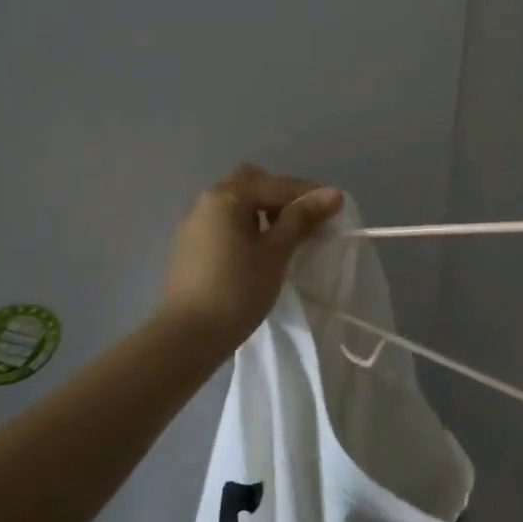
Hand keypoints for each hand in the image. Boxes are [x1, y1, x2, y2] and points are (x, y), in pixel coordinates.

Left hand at [161, 166, 343, 343]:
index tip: (335, 209)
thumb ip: (302, 218)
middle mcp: (207, 202)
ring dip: (264, 213)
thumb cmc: (237, 290)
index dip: (309, 194)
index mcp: (227, 197)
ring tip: (287, 239)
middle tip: (304, 222)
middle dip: (282, 198)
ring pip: (238, 205)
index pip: (277, 184)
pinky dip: (247, 229)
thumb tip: (333, 193)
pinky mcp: (191, 248)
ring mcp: (195, 225)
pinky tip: (260, 253)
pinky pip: (226, 225)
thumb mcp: (276, 252)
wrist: (187, 337)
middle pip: (252, 185)